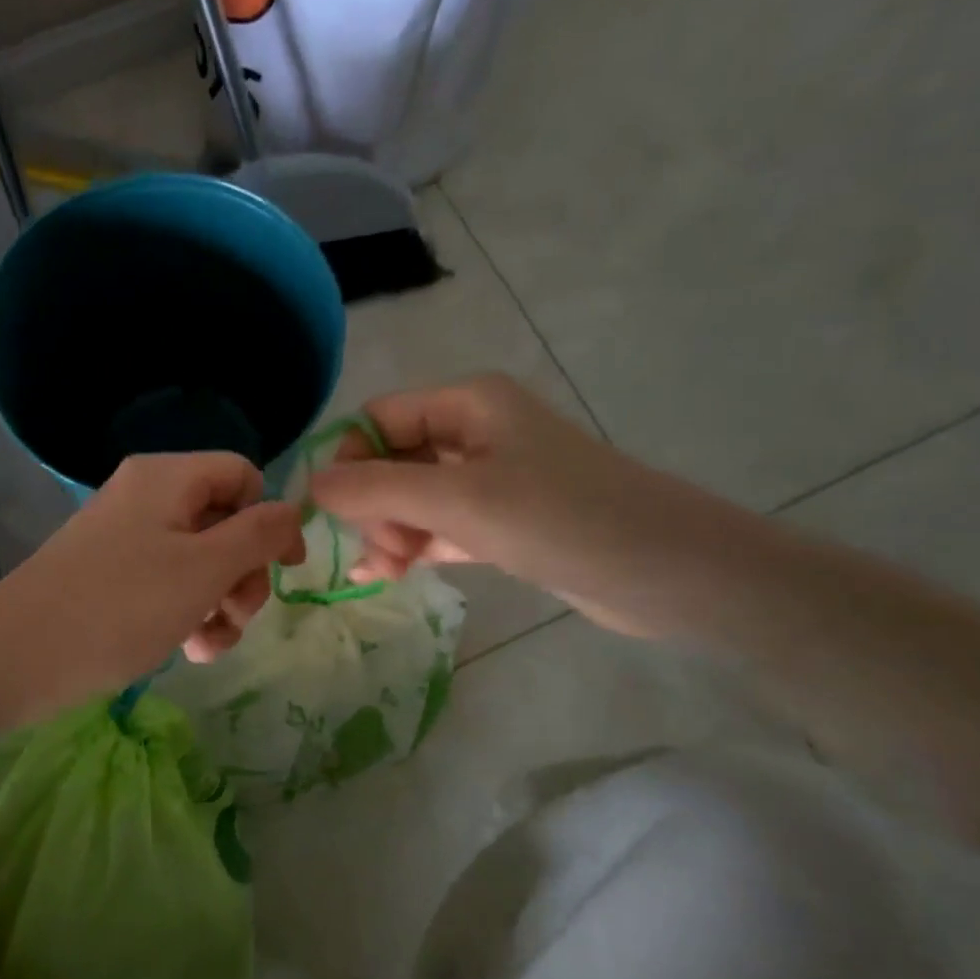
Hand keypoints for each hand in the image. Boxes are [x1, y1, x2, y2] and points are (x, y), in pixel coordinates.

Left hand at [0, 452, 306, 718]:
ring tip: (210, 646)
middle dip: (243, 574)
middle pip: (224, 521)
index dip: (271, 518)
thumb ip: (259, 535)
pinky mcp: (111, 576)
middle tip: (237, 616)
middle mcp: (147, 498)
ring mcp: (126, 538)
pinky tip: (189, 651)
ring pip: (200, 561)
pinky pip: (167, 583)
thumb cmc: (121, 605)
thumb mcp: (204, 569)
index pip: (243, 475)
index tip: (284, 569)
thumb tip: (293, 511)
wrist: (18, 657)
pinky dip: (187, 613)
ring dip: (220, 603)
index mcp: (167, 477)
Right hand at [310, 375, 720, 636]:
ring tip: (387, 572)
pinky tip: (393, 575)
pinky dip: (416, 547)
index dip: (348, 460)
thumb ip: (377, 490)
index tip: (336, 512)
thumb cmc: (560, 518)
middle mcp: (477, 431)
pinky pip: (441, 526)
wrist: (670, 572)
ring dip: (391, 531)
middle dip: (373, 504)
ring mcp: (493, 479)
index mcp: (467, 403)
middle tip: (381, 551)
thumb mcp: (458, 500)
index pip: (377, 418)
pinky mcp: (506, 521)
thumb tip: (309, 484)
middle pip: (392, 459)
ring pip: (415, 497)